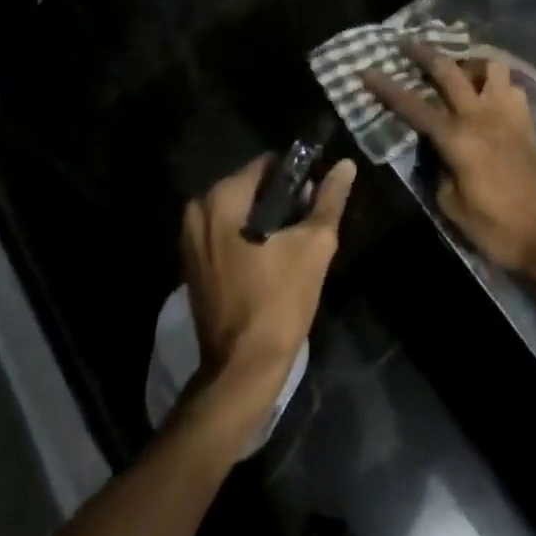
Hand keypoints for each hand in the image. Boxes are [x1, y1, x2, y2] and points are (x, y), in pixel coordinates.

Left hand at [180, 154, 355, 406]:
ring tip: (295, 245)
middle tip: (309, 225)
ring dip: (267, 221)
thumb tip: (345, 165)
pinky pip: (226, 234)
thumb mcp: (313, 246)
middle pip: (250, 188)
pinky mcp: (192, 263)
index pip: (266, 165)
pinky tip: (273, 260)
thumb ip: (328, 200)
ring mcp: (189, 239)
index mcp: (220, 199)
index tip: (316, 197)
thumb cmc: (279, 302)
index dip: (296, 177)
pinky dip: (249, 238)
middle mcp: (197, 211)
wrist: (243, 370)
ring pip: (239, 212)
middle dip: (281, 201)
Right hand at [363, 45, 535, 276]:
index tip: (366, 71)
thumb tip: (435, 152)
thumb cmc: (498, 228)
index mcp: (457, 138)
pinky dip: (497, 85)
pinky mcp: (526, 122)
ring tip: (458, 74)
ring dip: (470, 63)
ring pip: (490, 66)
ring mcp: (508, 114)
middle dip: (423, 53)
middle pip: (449, 70)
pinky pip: (510, 87)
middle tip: (405, 46)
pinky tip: (488, 98)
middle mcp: (481, 116)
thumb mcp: (452, 206)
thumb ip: (437, 170)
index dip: (387, 88)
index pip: (414, 105)